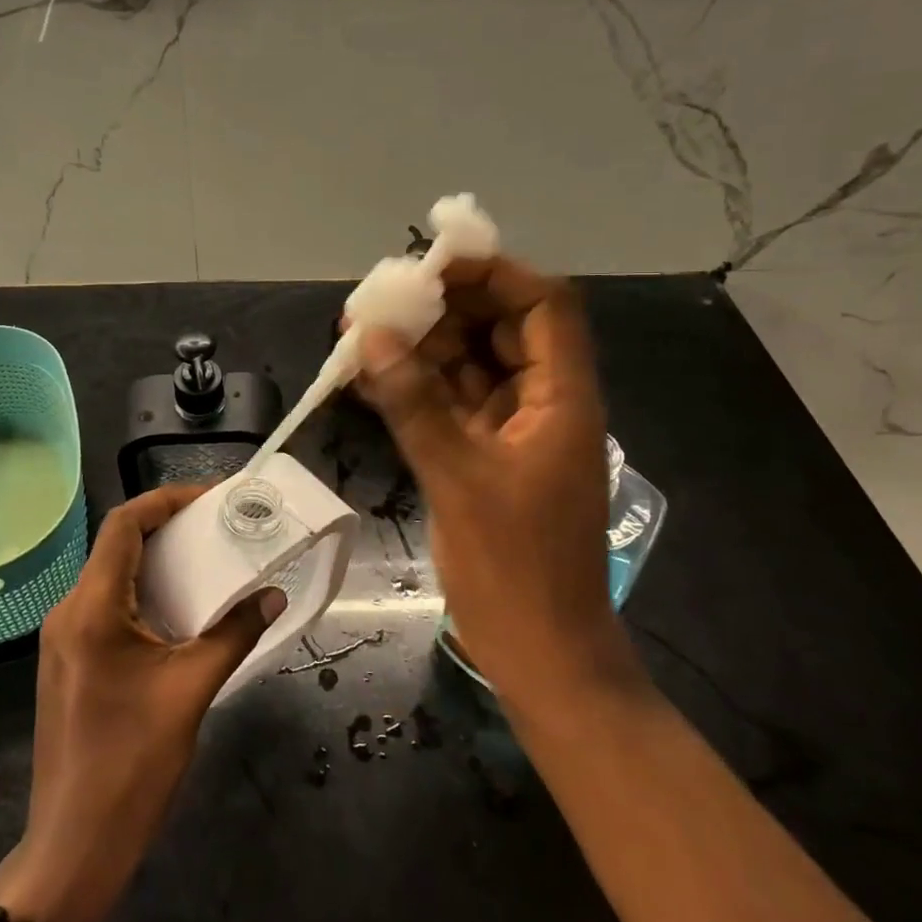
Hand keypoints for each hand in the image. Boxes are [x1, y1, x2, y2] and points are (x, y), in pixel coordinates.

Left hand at [0, 485, 284, 921]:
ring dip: (156, 563)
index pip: (124, 525)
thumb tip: (273, 595)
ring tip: (206, 562)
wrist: (74, 846)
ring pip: (111, 576)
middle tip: (218, 527)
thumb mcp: (192, 690)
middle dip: (168, 529)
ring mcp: (63, 639)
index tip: (211, 499)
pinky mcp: (68, 662)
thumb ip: (234, 633)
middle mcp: (68, 611)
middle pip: (117, 546)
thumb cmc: (132, 763)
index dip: (166, 500)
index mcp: (91, 608)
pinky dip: (143, 594)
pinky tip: (178, 611)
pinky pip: (106, 607)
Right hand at [353, 256, 643, 707]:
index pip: (543, 305)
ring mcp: (512, 429)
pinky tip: (368, 379)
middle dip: (443, 310)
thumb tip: (373, 338)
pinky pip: (449, 403)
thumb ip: (415, 403)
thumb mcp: (460, 479)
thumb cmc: (516, 569)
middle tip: (381, 302)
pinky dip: (414, 388)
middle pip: (500, 329)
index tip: (432, 267)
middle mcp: (542, 401)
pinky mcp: (484, 455)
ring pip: (469, 365)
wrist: (541, 654)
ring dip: (420, 348)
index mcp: (561, 397)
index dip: (494, 275)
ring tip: (359, 334)